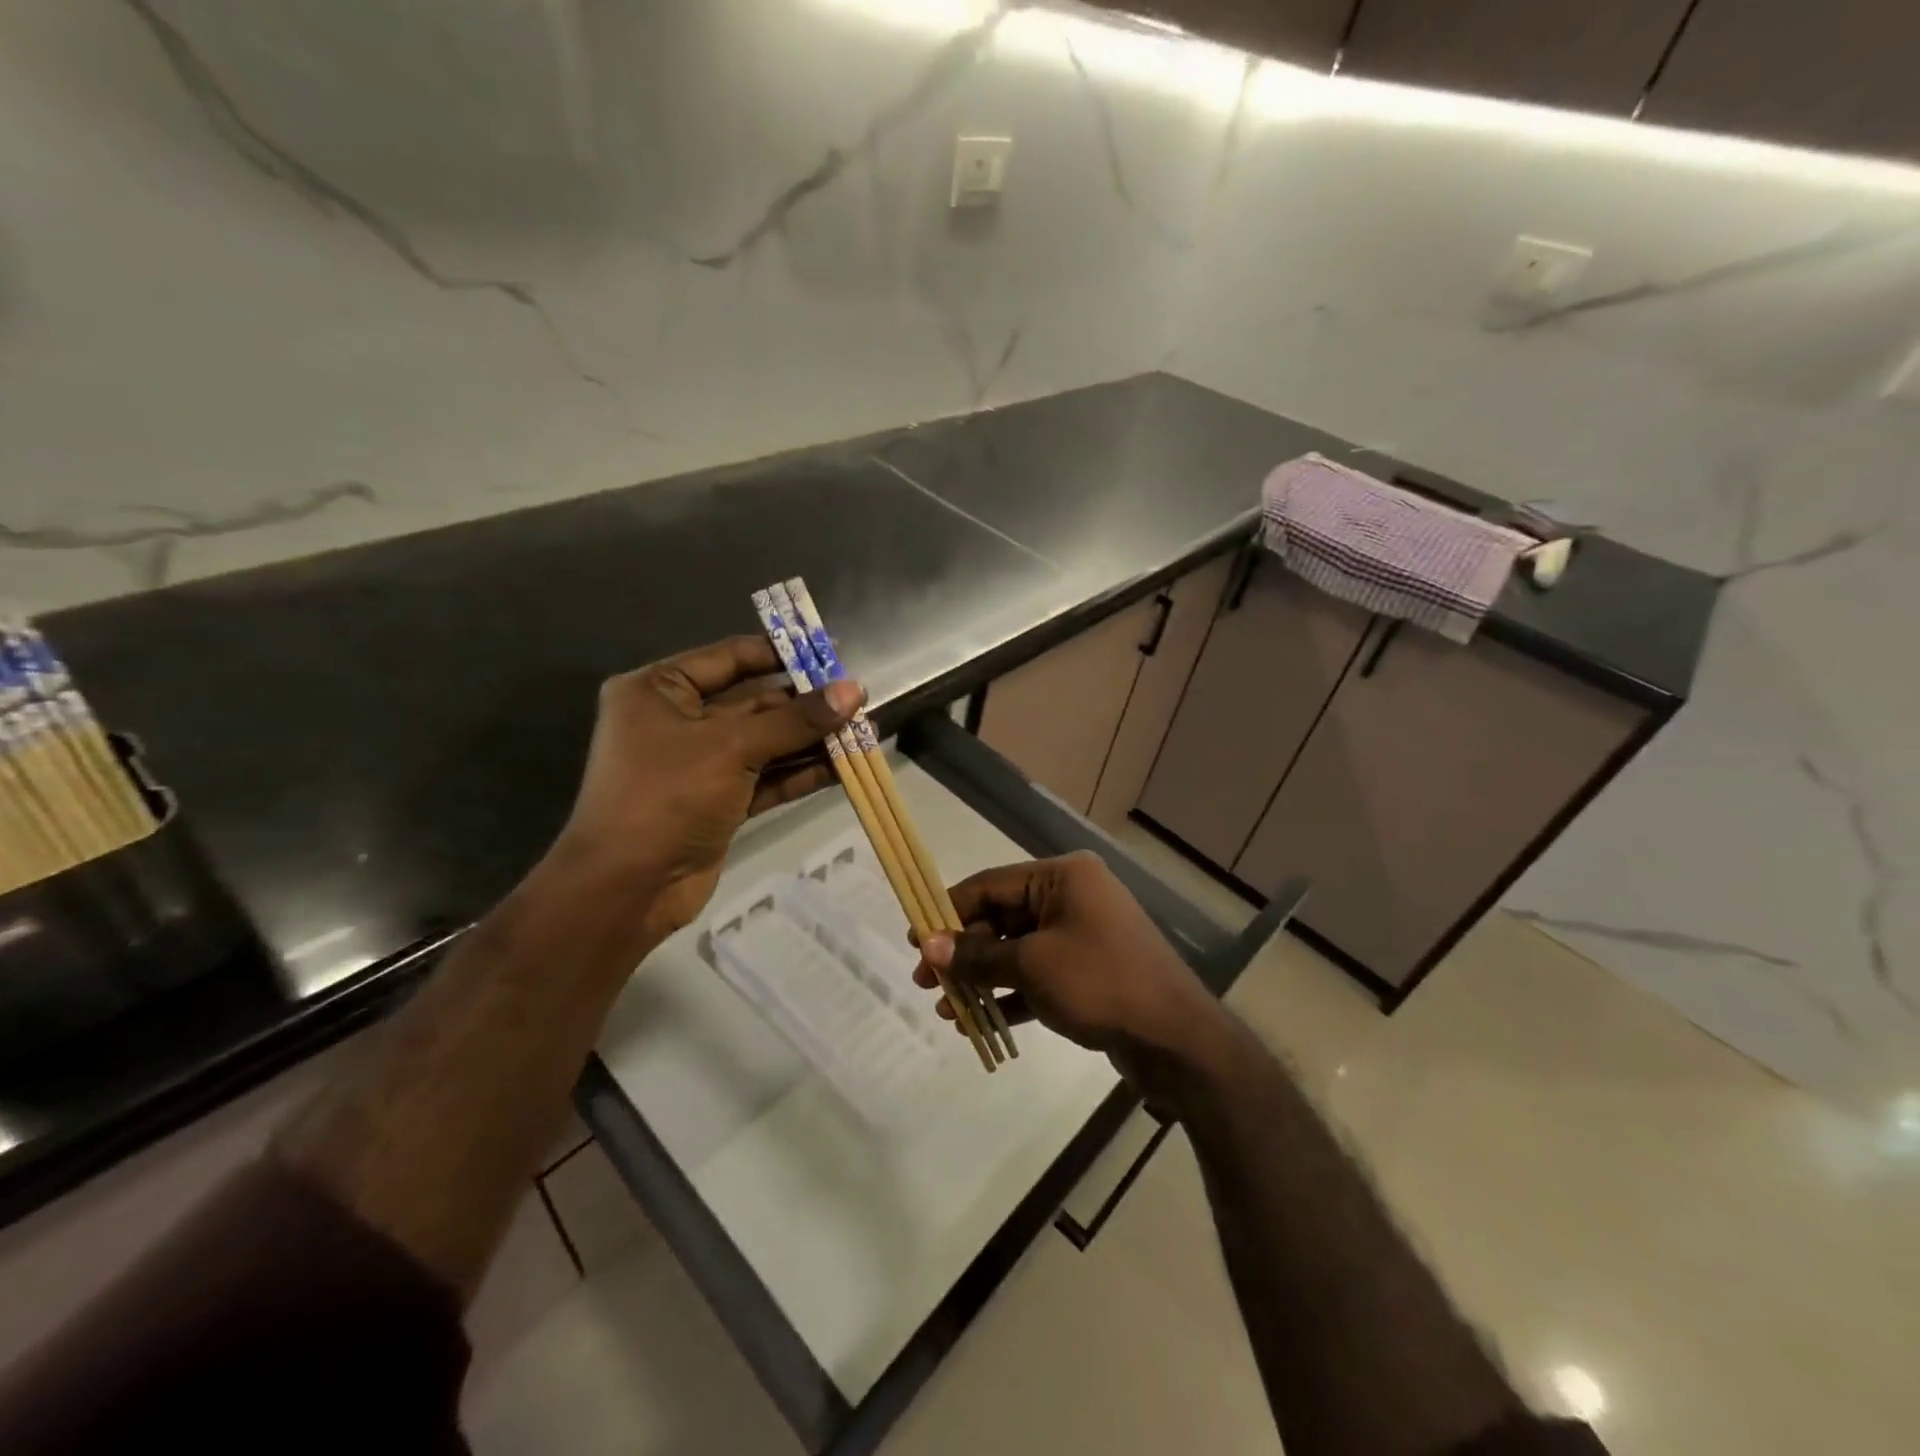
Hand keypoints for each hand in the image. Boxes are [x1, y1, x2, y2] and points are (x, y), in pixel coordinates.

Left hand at [552, 635, 861, 941]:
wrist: (626, 889)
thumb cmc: (667, 797)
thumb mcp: (732, 748)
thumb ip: (795, 720)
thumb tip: (854, 691)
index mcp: (660, 690)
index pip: (731, 657)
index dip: (783, 654)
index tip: (832, 654)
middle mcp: (679, 720)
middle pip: (755, 702)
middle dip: (807, 705)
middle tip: (859, 701)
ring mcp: (701, 764)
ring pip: (767, 743)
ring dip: (813, 741)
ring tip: (866, 733)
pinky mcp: (720, 801)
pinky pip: (767, 777)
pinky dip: (802, 772)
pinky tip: (845, 767)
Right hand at [914, 851, 1226, 1089]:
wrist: (1177, 1040)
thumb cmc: (1101, 983)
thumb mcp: (1032, 966)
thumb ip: (977, 956)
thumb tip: (929, 947)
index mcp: (1062, 878)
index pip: (991, 885)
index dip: (949, 911)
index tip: (915, 939)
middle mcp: (1072, 897)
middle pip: (1002, 918)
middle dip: (963, 953)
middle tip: (925, 983)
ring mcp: (1082, 935)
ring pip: (1017, 950)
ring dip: (982, 978)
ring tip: (946, 1009)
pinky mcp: (1088, 972)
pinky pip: (1037, 974)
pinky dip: (1009, 994)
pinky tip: (978, 1022)